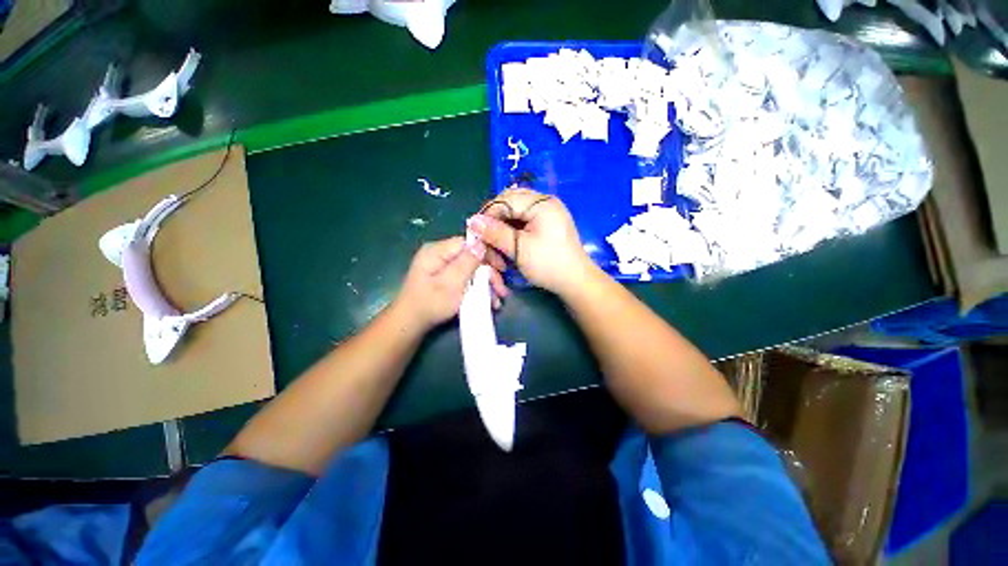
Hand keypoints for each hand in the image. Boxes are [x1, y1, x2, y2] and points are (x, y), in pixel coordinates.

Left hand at [392, 236, 510, 332]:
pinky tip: (488, 300)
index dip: (487, 253)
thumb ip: (467, 262)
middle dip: (489, 273)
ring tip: (497, 300)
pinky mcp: (445, 278)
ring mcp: (442, 267)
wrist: (410, 324)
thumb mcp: (451, 283)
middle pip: (472, 257)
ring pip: (471, 269)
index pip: (468, 243)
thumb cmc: (430, 303)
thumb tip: (482, 243)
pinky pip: (465, 278)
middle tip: (502, 290)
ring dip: (486, 284)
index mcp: (437, 251)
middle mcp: (440, 255)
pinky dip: (477, 288)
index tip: (501, 268)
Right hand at [467, 189, 595, 295]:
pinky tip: (509, 245)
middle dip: (495, 221)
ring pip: (515, 212)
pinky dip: (514, 232)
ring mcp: (548, 212)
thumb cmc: (548, 265)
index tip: (476, 232)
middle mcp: (545, 202)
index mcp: (541, 203)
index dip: (487, 214)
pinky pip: (524, 220)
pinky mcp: (548, 223)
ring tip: (499, 248)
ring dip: (504, 228)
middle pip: (510, 203)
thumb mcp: (519, 249)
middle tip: (487, 239)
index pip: (505, 199)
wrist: (576, 281)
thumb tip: (473, 221)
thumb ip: (495, 233)